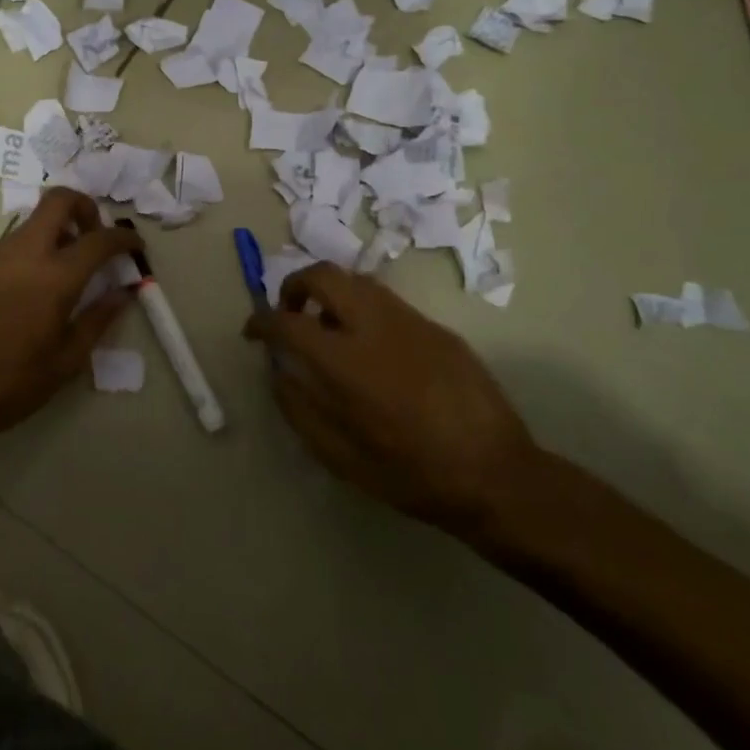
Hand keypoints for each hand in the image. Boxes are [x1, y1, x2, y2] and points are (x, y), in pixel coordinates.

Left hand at [0, 188, 140, 447]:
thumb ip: (99, 319)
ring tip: (71, 267)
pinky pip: (16, 241)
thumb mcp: (67, 359)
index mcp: (54, 276)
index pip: (99, 239)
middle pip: (58, 201)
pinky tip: (40, 284)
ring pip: (34, 220)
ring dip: (59, 228)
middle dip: (85, 207)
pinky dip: (37, 246)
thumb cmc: (12, 383)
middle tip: (96, 238)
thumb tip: (124, 293)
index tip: (136, 246)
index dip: (124, 238)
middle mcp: (25, 254)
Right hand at [245, 263, 539, 535]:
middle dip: (293, 286)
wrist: (497, 475)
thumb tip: (279, 373)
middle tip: (288, 315)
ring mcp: (411, 320)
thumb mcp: (340, 457)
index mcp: (346, 362)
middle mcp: (375, 325)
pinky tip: (368, 345)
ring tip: (326, 328)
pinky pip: (386, 301)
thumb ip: (299, 409)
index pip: (287, 321)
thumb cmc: (411, 474)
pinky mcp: (436, 327)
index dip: (260, 321)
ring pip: (356, 280)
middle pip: (322, 275)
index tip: (252, 333)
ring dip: (329, 293)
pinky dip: (361, 307)